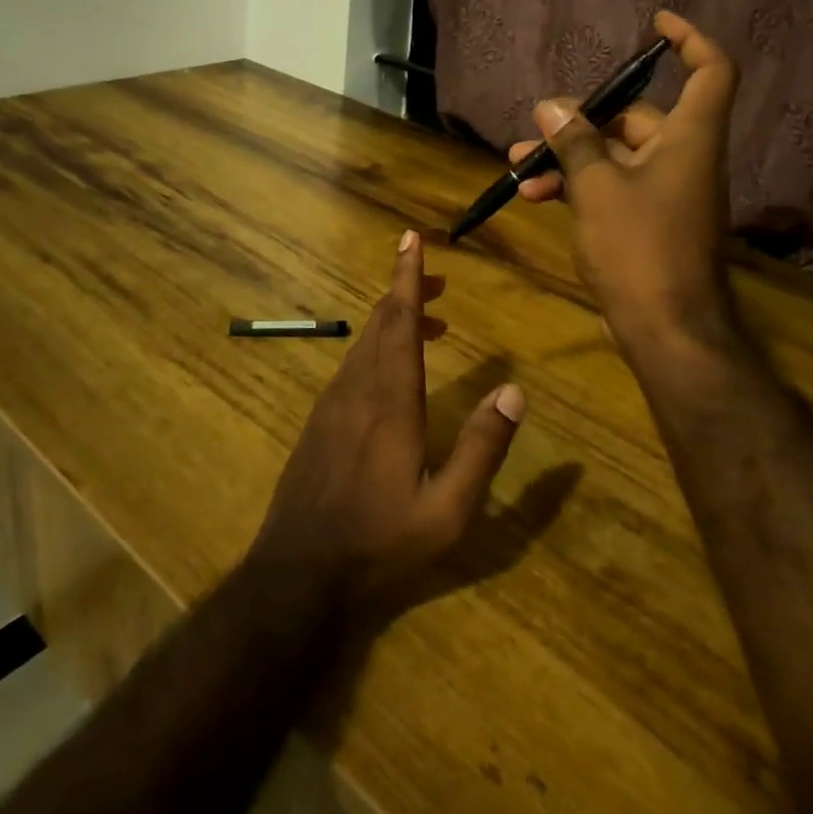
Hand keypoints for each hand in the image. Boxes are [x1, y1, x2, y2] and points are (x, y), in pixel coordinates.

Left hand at [248, 231, 524, 606]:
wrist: (298, 574)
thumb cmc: (380, 542)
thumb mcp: (448, 510)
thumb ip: (482, 449)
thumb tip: (514, 392)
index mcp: (390, 400)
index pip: (399, 321)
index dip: (407, 277)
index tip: (412, 239)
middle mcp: (358, 389)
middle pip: (380, 323)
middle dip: (406, 292)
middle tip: (437, 280)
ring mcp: (332, 404)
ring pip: (363, 344)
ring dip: (393, 322)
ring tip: (428, 324)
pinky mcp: (319, 422)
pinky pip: (351, 367)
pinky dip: (376, 349)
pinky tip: (391, 371)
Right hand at [509, 11, 741, 362]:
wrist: (666, 329)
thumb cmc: (638, 248)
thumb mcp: (597, 187)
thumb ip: (574, 142)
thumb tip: (551, 106)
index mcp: (689, 138)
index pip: (710, 71)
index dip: (690, 39)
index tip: (655, 24)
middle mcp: (684, 157)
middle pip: (636, 118)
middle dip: (580, 122)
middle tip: (535, 131)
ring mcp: (667, 192)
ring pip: (615, 157)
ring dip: (568, 159)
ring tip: (518, 169)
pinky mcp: (650, 222)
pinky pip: (613, 187)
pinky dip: (580, 187)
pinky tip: (536, 198)